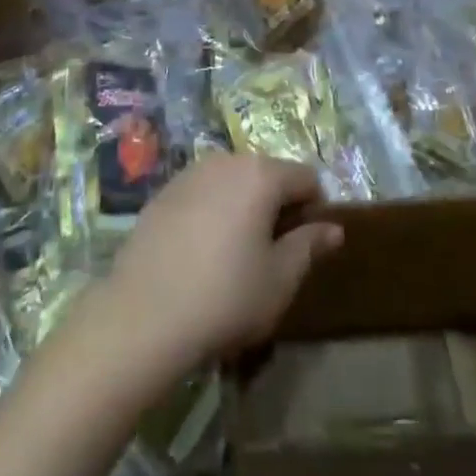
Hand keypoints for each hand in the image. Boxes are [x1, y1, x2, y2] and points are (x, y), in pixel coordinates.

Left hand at [96, 153, 342, 376]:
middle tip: (272, 253)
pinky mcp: (163, 192)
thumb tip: (334, 228)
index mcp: (261, 174)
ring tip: (235, 254)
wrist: (142, 315)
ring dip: (244, 207)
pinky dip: (212, 211)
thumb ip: (309, 246)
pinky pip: (203, 193)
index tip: (306, 246)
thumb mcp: (279, 280)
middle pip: (267, 174)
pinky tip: (201, 252)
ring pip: (233, 182)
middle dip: (277, 205)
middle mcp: (226, 161)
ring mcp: (190, 173)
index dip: (315, 209)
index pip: (306, 177)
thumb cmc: (224, 297)